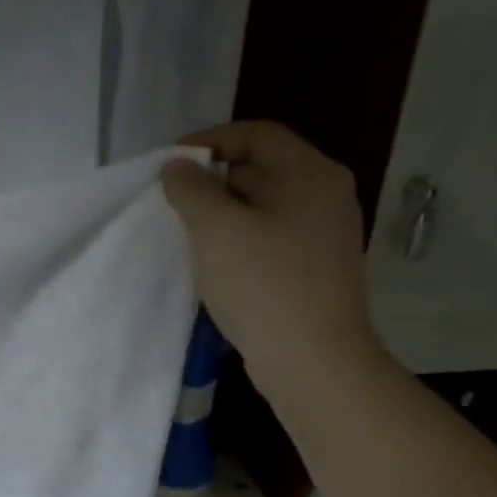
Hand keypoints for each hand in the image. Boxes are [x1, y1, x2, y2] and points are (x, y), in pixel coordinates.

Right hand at [161, 122, 383, 409]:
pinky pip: (270, 241)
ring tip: (185, 232)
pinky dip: (239, 242)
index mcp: (311, 174)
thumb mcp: (217, 229)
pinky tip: (213, 264)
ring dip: (222, 215)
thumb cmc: (264, 285)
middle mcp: (326, 197)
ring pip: (263, 209)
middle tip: (172, 200)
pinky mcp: (314, 272)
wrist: (314, 362)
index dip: (210, 140)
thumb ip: (191, 189)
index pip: (257, 135)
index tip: (170, 162)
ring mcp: (324, 237)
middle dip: (213, 180)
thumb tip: (178, 168)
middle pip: (262, 169)